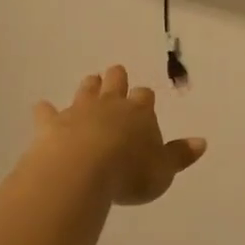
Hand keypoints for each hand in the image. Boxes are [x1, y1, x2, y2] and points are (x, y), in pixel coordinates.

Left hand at [34, 66, 206, 206]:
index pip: (145, 97)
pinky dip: (46, 111)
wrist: (81, 170)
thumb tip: (201, 141)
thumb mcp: (163, 170)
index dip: (145, 98)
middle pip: (115, 83)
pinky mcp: (51, 124)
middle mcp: (110, 105)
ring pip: (85, 91)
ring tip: (91, 81)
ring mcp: (78, 111)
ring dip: (89, 86)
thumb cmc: (129, 172)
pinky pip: (47, 113)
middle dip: (117, 79)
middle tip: (116, 73)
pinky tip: (42, 108)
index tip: (145, 98)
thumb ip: (180, 155)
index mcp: (140, 113)